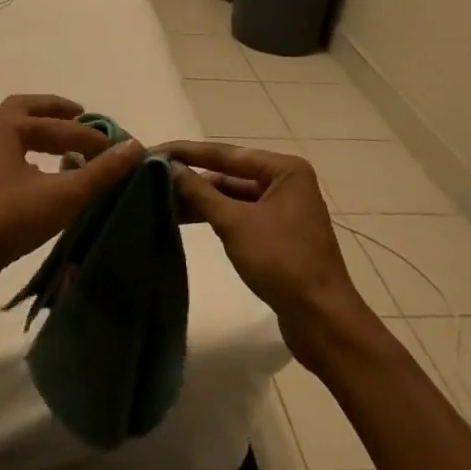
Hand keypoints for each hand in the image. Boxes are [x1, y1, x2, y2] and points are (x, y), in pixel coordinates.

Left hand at [0, 96, 143, 312]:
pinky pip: (11, 161)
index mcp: (6, 130)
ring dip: (44, 136)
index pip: (59, 124)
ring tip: (72, 150)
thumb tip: (135, 147)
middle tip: (83, 118)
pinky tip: (50, 181)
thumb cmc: (7, 221)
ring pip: (16, 137)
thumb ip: (101, 172)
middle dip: (56, 113)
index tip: (116, 150)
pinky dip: (34, 159)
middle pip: (25, 112)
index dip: (91, 134)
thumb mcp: (62, 196)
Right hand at [157, 141, 373, 357]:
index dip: (187, 152)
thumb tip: (168, 168)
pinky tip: (185, 219)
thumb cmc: (281, 262)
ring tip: (159, 199)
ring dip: (201, 199)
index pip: (226, 153)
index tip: (152, 150)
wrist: (321, 318)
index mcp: (284, 169)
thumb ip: (200, 193)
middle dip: (192, 178)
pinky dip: (215, 217)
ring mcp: (282, 209)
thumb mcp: (235, 223)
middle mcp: (286, 182)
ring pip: (233, 196)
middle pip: (229, 174)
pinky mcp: (277, 234)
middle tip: (149, 177)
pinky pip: (239, 216)